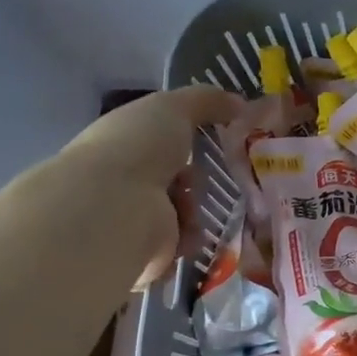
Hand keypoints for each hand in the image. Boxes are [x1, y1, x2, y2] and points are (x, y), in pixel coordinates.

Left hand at [53, 86, 241, 284]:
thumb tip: (240, 103)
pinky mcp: (143, 254)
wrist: (116, 207)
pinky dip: (189, 239)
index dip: (189, 144)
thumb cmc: (138, 148)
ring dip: (195, 212)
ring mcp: (130, 221)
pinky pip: (181, 246)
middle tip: (207, 181)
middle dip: (197, 183)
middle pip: (177, 183)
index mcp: (122, 145)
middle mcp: (121, 182)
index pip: (161, 144)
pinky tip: (185, 233)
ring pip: (183, 216)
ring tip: (191, 209)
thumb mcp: (173, 107)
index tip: (214, 145)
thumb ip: (207, 101)